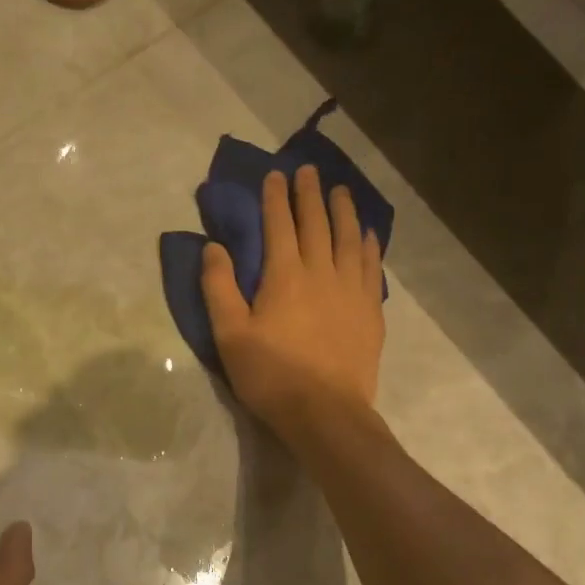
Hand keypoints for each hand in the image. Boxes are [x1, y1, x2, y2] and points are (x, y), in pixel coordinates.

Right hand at [202, 164, 384, 440]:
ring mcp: (351, 290)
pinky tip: (368, 234)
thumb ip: (219, 287)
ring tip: (341, 191)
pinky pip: (370, 266)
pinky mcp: (370, 311)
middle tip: (309, 171)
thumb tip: (214, 247)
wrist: (325, 413)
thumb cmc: (271, 375)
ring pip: (349, 239)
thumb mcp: (230, 334)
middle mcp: (321, 272)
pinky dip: (368, 244)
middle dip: (310, 194)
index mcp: (284, 276)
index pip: (279, 225)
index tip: (275, 175)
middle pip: (316, 224)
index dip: (276, 198)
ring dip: (343, 211)